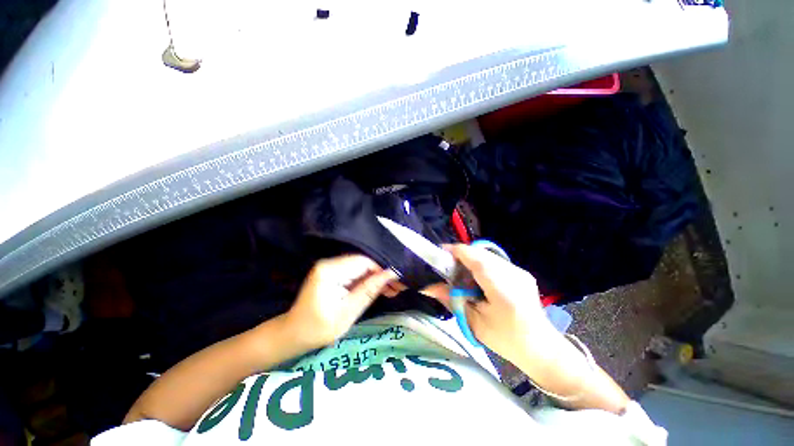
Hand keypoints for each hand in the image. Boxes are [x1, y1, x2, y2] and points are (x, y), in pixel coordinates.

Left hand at [285, 255, 398, 348]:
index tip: (397, 282)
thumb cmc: (318, 329)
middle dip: (381, 275)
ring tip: (391, 291)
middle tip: (398, 288)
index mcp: (330, 271)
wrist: (293, 335)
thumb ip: (369, 291)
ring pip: (361, 268)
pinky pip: (355, 273)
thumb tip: (391, 274)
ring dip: (376, 279)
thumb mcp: (347, 313)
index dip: (382, 270)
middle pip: (363, 263)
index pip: (363, 262)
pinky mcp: (332, 273)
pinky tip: (379, 290)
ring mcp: (330, 267)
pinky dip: (367, 281)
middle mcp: (329, 263)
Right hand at [422, 244, 554, 361]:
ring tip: (460, 272)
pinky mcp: (521, 272)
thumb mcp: (474, 322)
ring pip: (487, 255)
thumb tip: (428, 287)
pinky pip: (495, 261)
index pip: (476, 259)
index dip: (456, 251)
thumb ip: (451, 300)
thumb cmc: (506, 340)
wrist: (542, 348)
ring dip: (470, 259)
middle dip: (461, 255)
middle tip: (446, 266)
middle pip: (480, 254)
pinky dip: (481, 264)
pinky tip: (477, 278)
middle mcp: (513, 274)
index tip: (439, 251)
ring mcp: (519, 271)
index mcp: (503, 289)